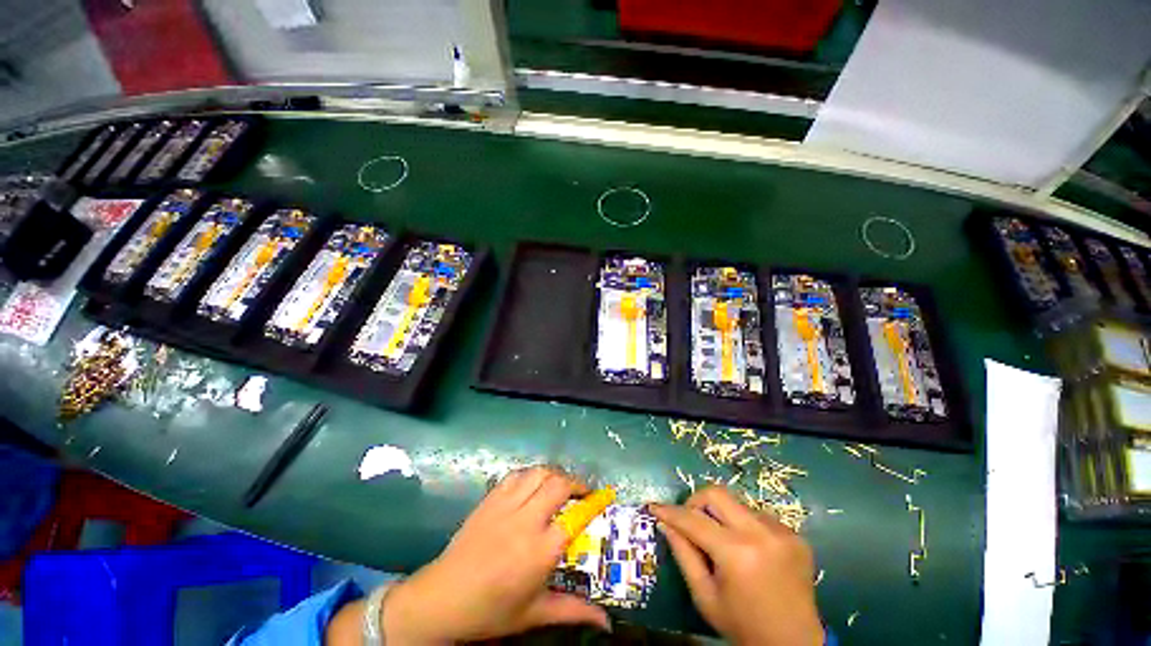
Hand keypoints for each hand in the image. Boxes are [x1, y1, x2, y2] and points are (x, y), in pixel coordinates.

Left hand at [382, 467, 610, 643]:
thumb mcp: (534, 613)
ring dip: (554, 474)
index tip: (602, 498)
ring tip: (560, 484)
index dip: (592, 504)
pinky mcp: (490, 499)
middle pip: (558, 484)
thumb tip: (607, 623)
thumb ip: (572, 611)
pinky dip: (530, 474)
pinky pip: (515, 475)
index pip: (575, 517)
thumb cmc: (491, 610)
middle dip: (575, 483)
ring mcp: (505, 506)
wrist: (444, 598)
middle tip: (581, 492)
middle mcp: (525, 521)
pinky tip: (532, 485)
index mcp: (539, 551)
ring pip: (538, 473)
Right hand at [650, 486, 823, 645]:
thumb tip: (665, 523)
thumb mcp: (705, 596)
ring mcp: (782, 531)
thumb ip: (683, 554)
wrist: (795, 644)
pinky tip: (747, 549)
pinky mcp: (794, 534)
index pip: (693, 520)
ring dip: (722, 516)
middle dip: (695, 502)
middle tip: (689, 520)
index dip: (670, 512)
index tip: (654, 507)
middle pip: (716, 494)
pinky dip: (744, 525)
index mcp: (737, 553)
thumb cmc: (743, 625)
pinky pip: (757, 515)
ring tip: (722, 541)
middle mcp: (761, 534)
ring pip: (736, 503)